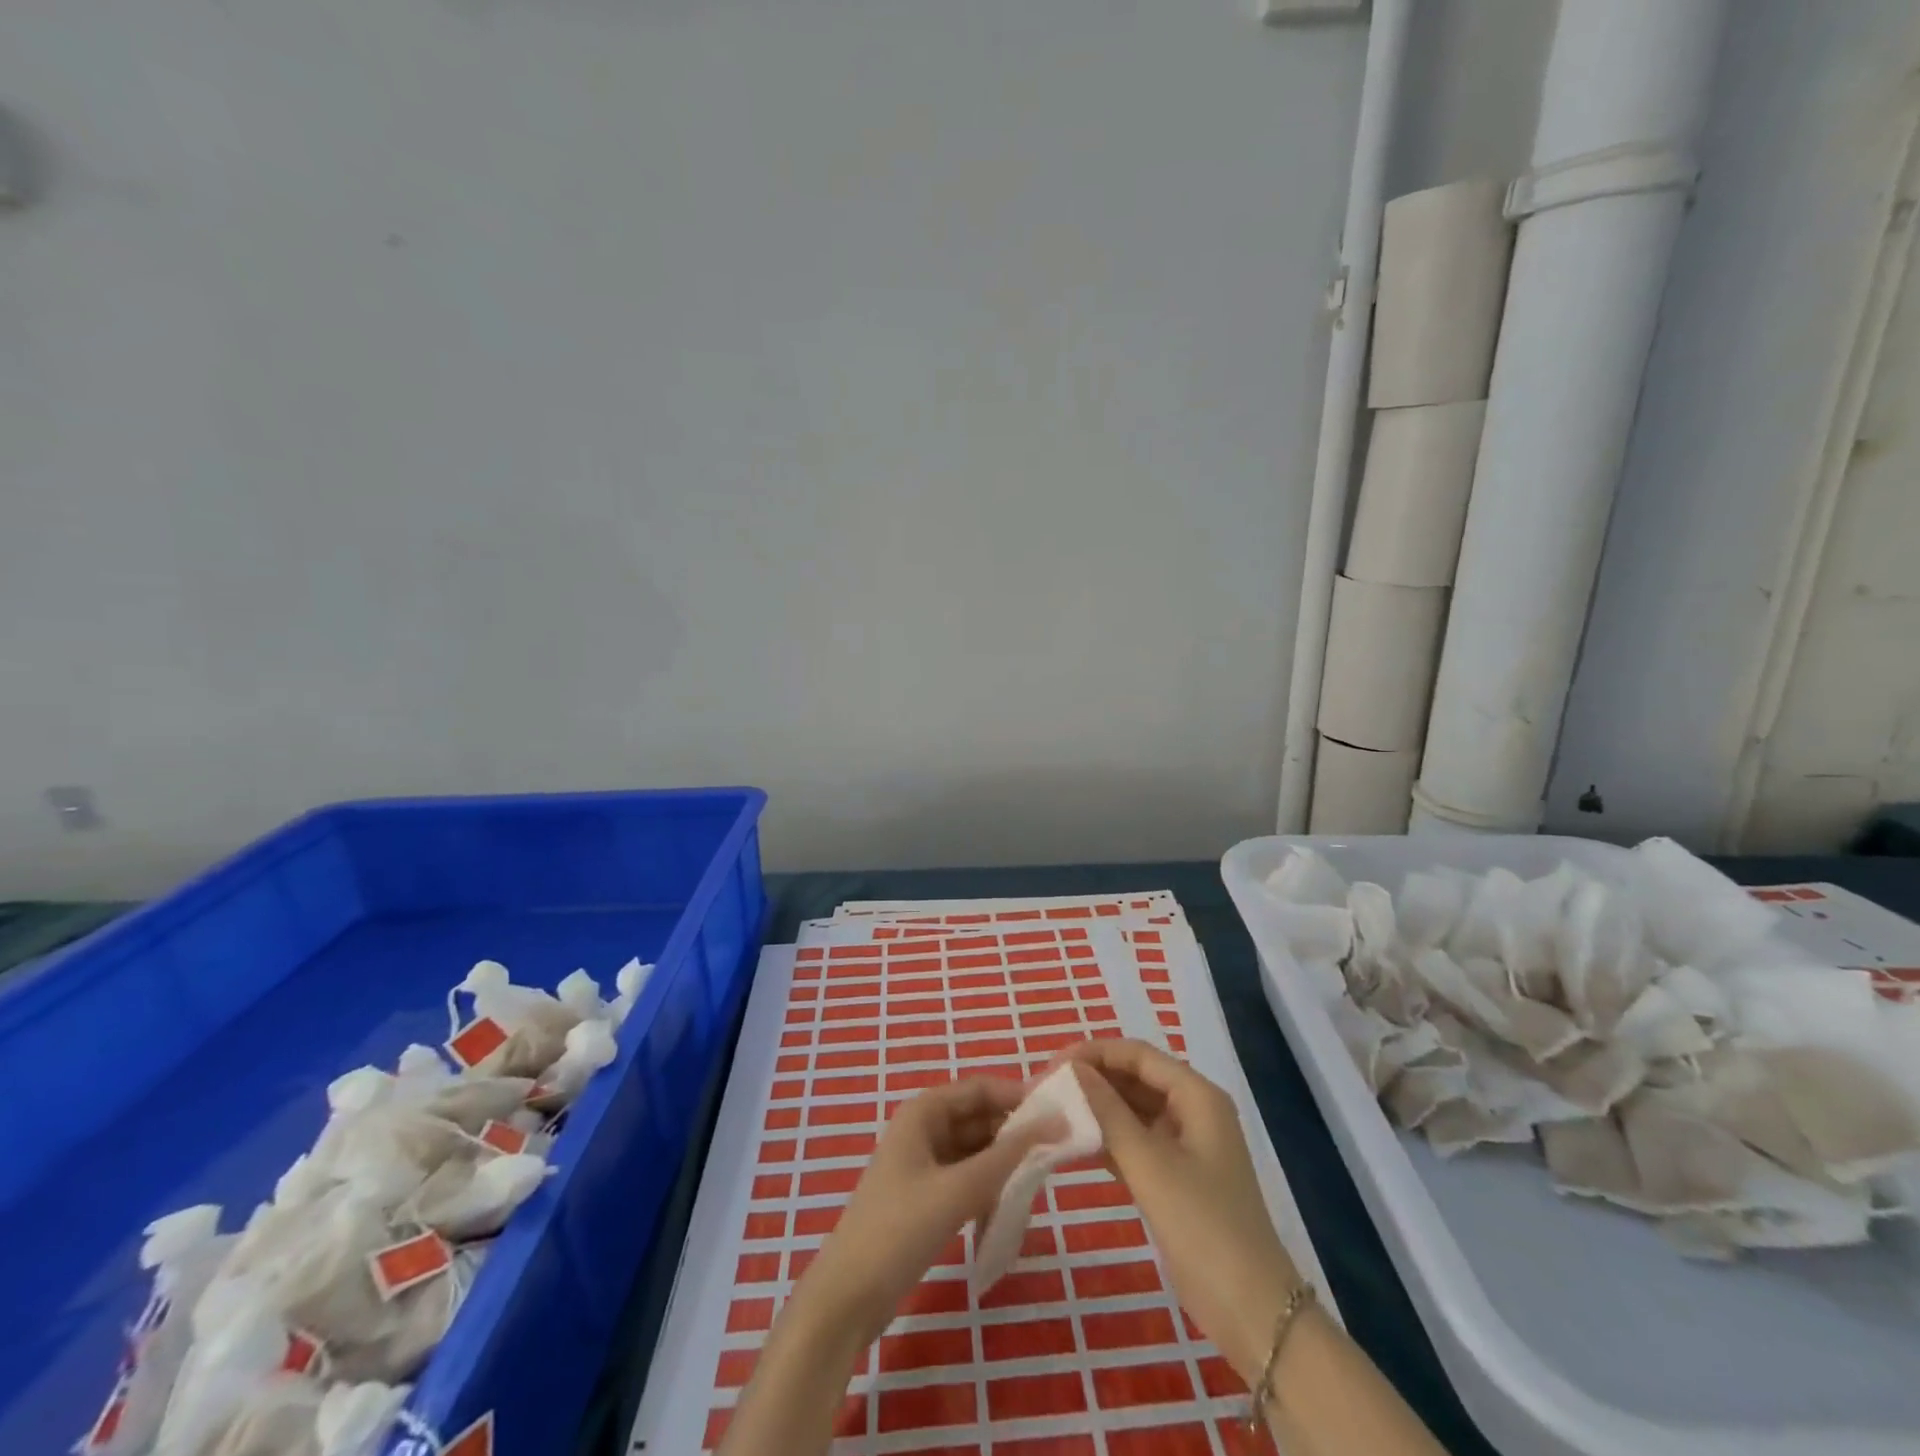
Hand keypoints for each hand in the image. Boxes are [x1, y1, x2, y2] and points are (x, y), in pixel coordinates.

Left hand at [793, 1077, 1063, 1347]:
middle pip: (980, 1118)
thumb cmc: (899, 1230)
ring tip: (1036, 1184)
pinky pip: (968, 1179)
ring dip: (1004, 1165)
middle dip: (1015, 1134)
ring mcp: (924, 1164)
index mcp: (924, 1112)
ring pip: (976, 1151)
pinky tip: (1008, 1209)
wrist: (847, 1297)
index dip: (1019, 1096)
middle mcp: (924, 1129)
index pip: (981, 1089)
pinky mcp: (926, 1197)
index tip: (1060, 1114)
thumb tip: (1056, 1122)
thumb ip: (1008, 1156)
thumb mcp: (958, 1189)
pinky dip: (989, 1188)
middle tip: (1056, 1155)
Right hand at [1061, 1039, 1300, 1383]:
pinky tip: (1073, 1144)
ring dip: (1096, 1109)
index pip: (1138, 1055)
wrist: (1251, 1312)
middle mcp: (1192, 1111)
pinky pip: (1135, 1142)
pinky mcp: (1175, 1177)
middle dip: (1093, 1080)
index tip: (1052, 1065)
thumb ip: (1108, 1112)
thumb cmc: (1203, 1225)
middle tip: (1046, 1090)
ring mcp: (1185, 1145)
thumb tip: (1072, 1069)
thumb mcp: (1150, 1164)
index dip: (1095, 1053)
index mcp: (1197, 1096)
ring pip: (1132, 1110)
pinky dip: (1107, 1139)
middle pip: (1135, 1078)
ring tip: (1052, 1113)